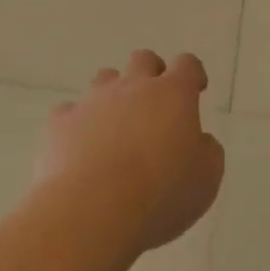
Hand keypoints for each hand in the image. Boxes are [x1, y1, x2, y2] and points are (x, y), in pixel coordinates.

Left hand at [40, 50, 223, 253]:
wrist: (93, 209)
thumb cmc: (161, 193)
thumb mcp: (207, 179)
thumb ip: (208, 151)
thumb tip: (200, 141)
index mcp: (173, 94)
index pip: (187, 64)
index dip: (193, 74)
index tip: (196, 89)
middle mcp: (133, 87)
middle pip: (143, 60)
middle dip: (152, 74)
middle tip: (156, 103)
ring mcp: (93, 101)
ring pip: (105, 79)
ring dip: (114, 94)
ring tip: (117, 126)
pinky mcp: (61, 122)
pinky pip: (69, 111)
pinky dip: (77, 123)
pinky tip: (80, 146)